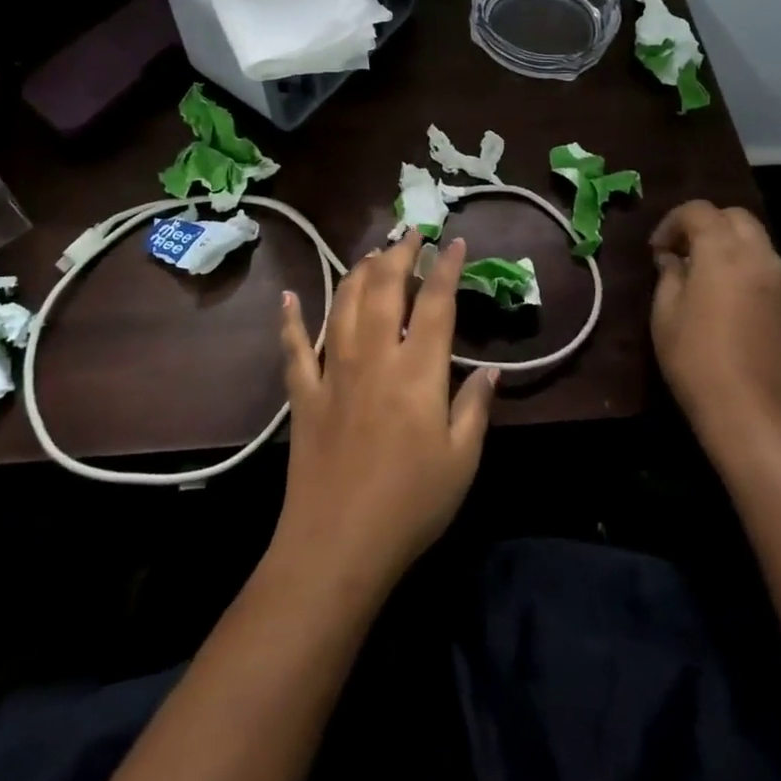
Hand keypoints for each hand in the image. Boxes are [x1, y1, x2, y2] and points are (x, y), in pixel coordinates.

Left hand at [273, 234, 498, 598]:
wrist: (337, 545)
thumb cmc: (411, 505)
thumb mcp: (461, 460)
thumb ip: (475, 407)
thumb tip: (491, 369)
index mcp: (417, 371)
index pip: (435, 303)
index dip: (446, 267)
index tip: (453, 241)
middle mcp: (374, 357)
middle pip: (383, 288)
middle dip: (398, 254)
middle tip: (409, 234)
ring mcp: (333, 371)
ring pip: (341, 303)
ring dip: (357, 272)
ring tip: (371, 256)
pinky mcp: (304, 393)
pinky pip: (294, 347)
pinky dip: (291, 318)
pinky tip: (290, 296)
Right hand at [649, 201, 780, 460]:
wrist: (759, 419)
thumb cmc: (698, 361)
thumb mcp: (665, 315)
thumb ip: (669, 275)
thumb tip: (673, 259)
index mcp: (724, 251)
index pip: (699, 211)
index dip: (672, 222)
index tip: (656, 251)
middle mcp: (760, 257)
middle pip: (735, 217)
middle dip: (706, 224)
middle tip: (681, 253)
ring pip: (756, 241)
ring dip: (728, 246)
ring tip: (702, 276)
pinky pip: (767, 269)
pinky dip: (745, 268)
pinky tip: (727, 300)